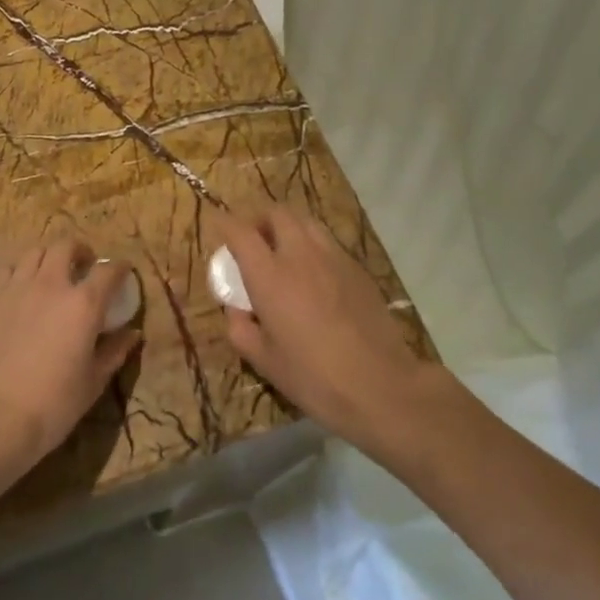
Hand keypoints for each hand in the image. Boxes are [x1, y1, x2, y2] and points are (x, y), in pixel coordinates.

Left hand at [0, 240, 138, 470]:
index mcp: (83, 304)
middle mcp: (51, 284)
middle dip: (80, 251)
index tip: (123, 272)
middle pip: (66, 247)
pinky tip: (20, 288)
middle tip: (84, 266)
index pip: (109, 271)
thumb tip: (132, 334)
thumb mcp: (93, 381)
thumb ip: (114, 351)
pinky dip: (19, 272)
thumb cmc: (53, 403)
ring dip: (48, 258)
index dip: (120, 268)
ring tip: (51, 274)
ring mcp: (16, 287)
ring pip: (34, 252)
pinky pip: (6, 270)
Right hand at [212, 206, 447, 456]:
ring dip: (289, 228)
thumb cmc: (313, 377)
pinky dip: (313, 247)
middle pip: (277, 213)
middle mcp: (301, 255)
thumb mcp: (263, 361)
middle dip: (260, 220)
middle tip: (253, 241)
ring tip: (284, 253)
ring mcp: (334, 258)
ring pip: (307, 222)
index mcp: (270, 275)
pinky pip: (329, 243)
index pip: (241, 231)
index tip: (218, 227)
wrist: (380, 385)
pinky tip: (314, 276)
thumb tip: (236, 310)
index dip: (225, 224)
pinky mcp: (358, 269)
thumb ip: (240, 329)